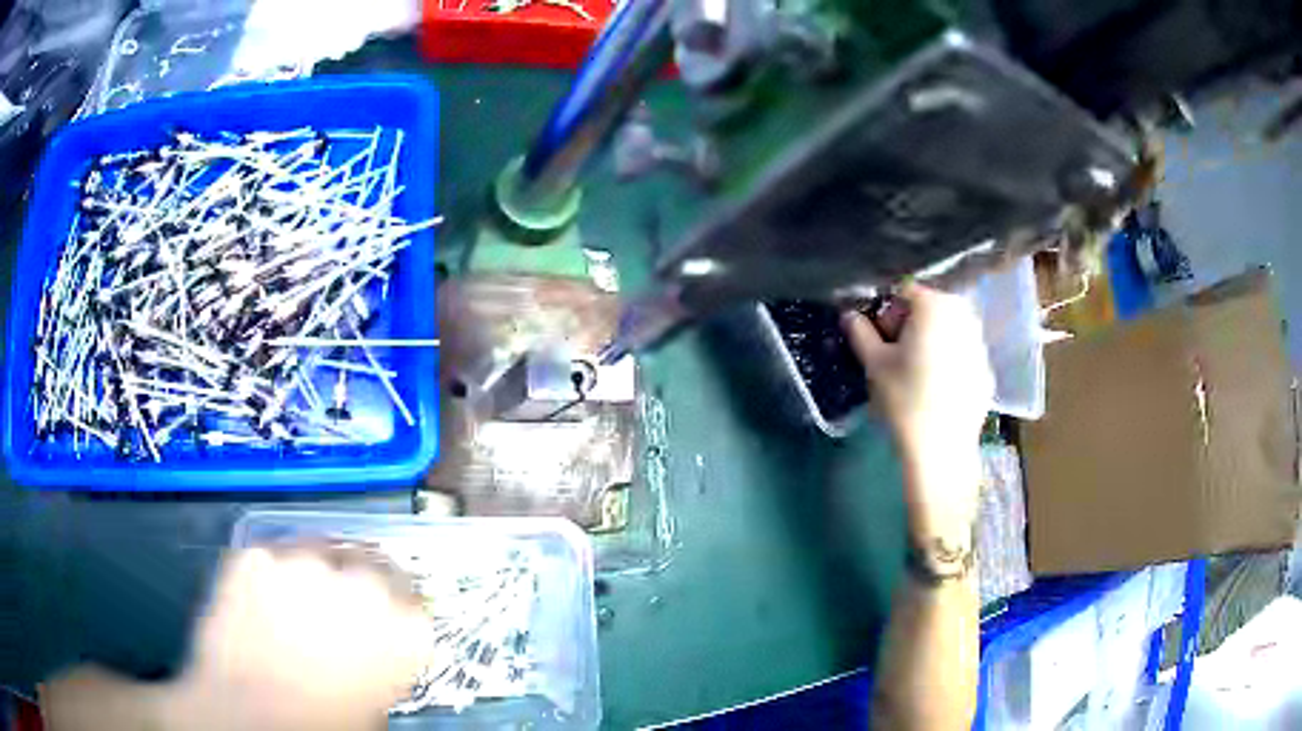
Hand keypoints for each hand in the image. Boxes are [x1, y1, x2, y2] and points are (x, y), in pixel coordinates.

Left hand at [43, 544, 433, 730]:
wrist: (250, 719)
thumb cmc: (322, 724)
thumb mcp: (373, 701)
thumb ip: (381, 663)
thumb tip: (372, 648)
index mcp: (401, 626)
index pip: (413, 598)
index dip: (397, 609)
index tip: (386, 617)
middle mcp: (357, 582)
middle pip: (368, 563)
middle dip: (357, 581)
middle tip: (339, 605)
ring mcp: (299, 561)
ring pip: (317, 548)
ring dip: (314, 571)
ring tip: (296, 601)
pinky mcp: (252, 554)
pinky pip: (270, 556)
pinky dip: (270, 572)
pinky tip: (263, 601)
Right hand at [842, 284, 992, 543]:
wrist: (941, 449)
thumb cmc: (904, 399)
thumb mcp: (874, 364)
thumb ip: (860, 332)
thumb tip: (849, 315)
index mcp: (936, 306)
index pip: (904, 292)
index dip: (886, 313)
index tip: (880, 340)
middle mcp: (964, 315)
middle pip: (930, 308)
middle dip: (910, 325)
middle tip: (896, 357)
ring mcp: (980, 342)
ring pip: (948, 330)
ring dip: (930, 341)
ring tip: (916, 375)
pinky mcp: (987, 369)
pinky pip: (962, 353)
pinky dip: (949, 361)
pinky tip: (937, 390)